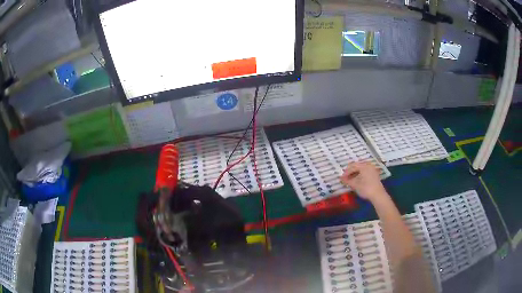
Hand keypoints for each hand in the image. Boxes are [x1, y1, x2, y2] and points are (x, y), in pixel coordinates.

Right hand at [340, 162, 387, 202]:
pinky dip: (360, 174)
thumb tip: (341, 178)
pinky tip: (357, 180)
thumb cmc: (366, 189)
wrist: (378, 195)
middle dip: (351, 171)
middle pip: (357, 165)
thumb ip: (347, 181)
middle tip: (346, 177)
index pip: (353, 166)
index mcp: (364, 166)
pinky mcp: (374, 174)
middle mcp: (368, 165)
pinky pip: (365, 171)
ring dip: (355, 173)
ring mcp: (372, 169)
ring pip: (361, 168)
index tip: (342, 178)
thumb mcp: (355, 185)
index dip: (346, 172)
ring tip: (351, 179)